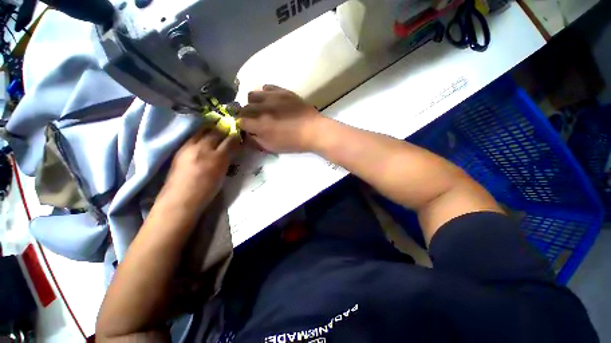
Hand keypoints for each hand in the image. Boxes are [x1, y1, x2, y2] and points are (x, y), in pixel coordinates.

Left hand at [160, 127, 239, 213]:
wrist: (181, 199)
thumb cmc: (206, 191)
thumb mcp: (222, 175)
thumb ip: (226, 160)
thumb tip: (230, 150)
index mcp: (218, 158)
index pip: (230, 140)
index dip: (235, 136)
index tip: (238, 135)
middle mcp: (204, 148)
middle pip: (216, 132)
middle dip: (224, 129)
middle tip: (228, 129)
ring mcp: (190, 147)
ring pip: (203, 131)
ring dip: (212, 129)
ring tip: (217, 130)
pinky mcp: (180, 149)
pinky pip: (194, 136)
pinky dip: (201, 134)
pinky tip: (204, 137)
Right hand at [239, 85, 324, 152]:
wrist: (313, 131)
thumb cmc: (293, 142)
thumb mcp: (272, 148)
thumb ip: (256, 141)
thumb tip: (248, 134)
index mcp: (259, 125)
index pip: (240, 121)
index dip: (242, 125)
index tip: (247, 128)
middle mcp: (262, 108)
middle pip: (243, 107)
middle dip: (246, 115)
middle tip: (254, 120)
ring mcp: (272, 97)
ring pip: (252, 94)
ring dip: (253, 103)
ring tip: (262, 109)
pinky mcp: (282, 91)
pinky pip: (267, 87)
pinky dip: (265, 94)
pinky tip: (271, 100)